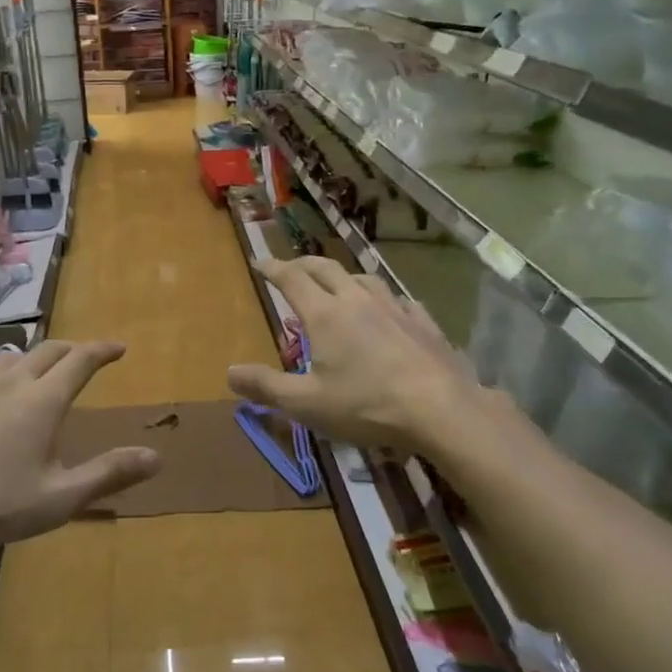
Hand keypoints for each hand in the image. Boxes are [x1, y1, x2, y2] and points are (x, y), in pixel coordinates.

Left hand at [0, 341, 161, 546]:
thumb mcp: (58, 498)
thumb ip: (108, 474)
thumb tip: (156, 456)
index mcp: (43, 400)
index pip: (81, 360)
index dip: (103, 350)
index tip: (119, 348)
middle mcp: (11, 381)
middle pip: (48, 350)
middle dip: (72, 349)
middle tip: (84, 358)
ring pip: (10, 357)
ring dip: (32, 359)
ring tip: (38, 372)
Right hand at [227, 256, 495, 452]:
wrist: (442, 409)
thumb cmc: (366, 405)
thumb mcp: (306, 403)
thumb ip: (266, 387)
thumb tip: (229, 372)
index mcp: (325, 314)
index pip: (292, 279)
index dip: (273, 268)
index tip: (259, 261)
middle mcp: (357, 300)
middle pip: (326, 269)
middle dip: (304, 264)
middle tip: (291, 267)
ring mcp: (395, 308)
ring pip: (364, 278)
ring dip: (344, 276)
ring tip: (338, 284)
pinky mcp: (423, 323)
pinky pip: (399, 300)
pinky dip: (383, 298)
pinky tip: (390, 309)